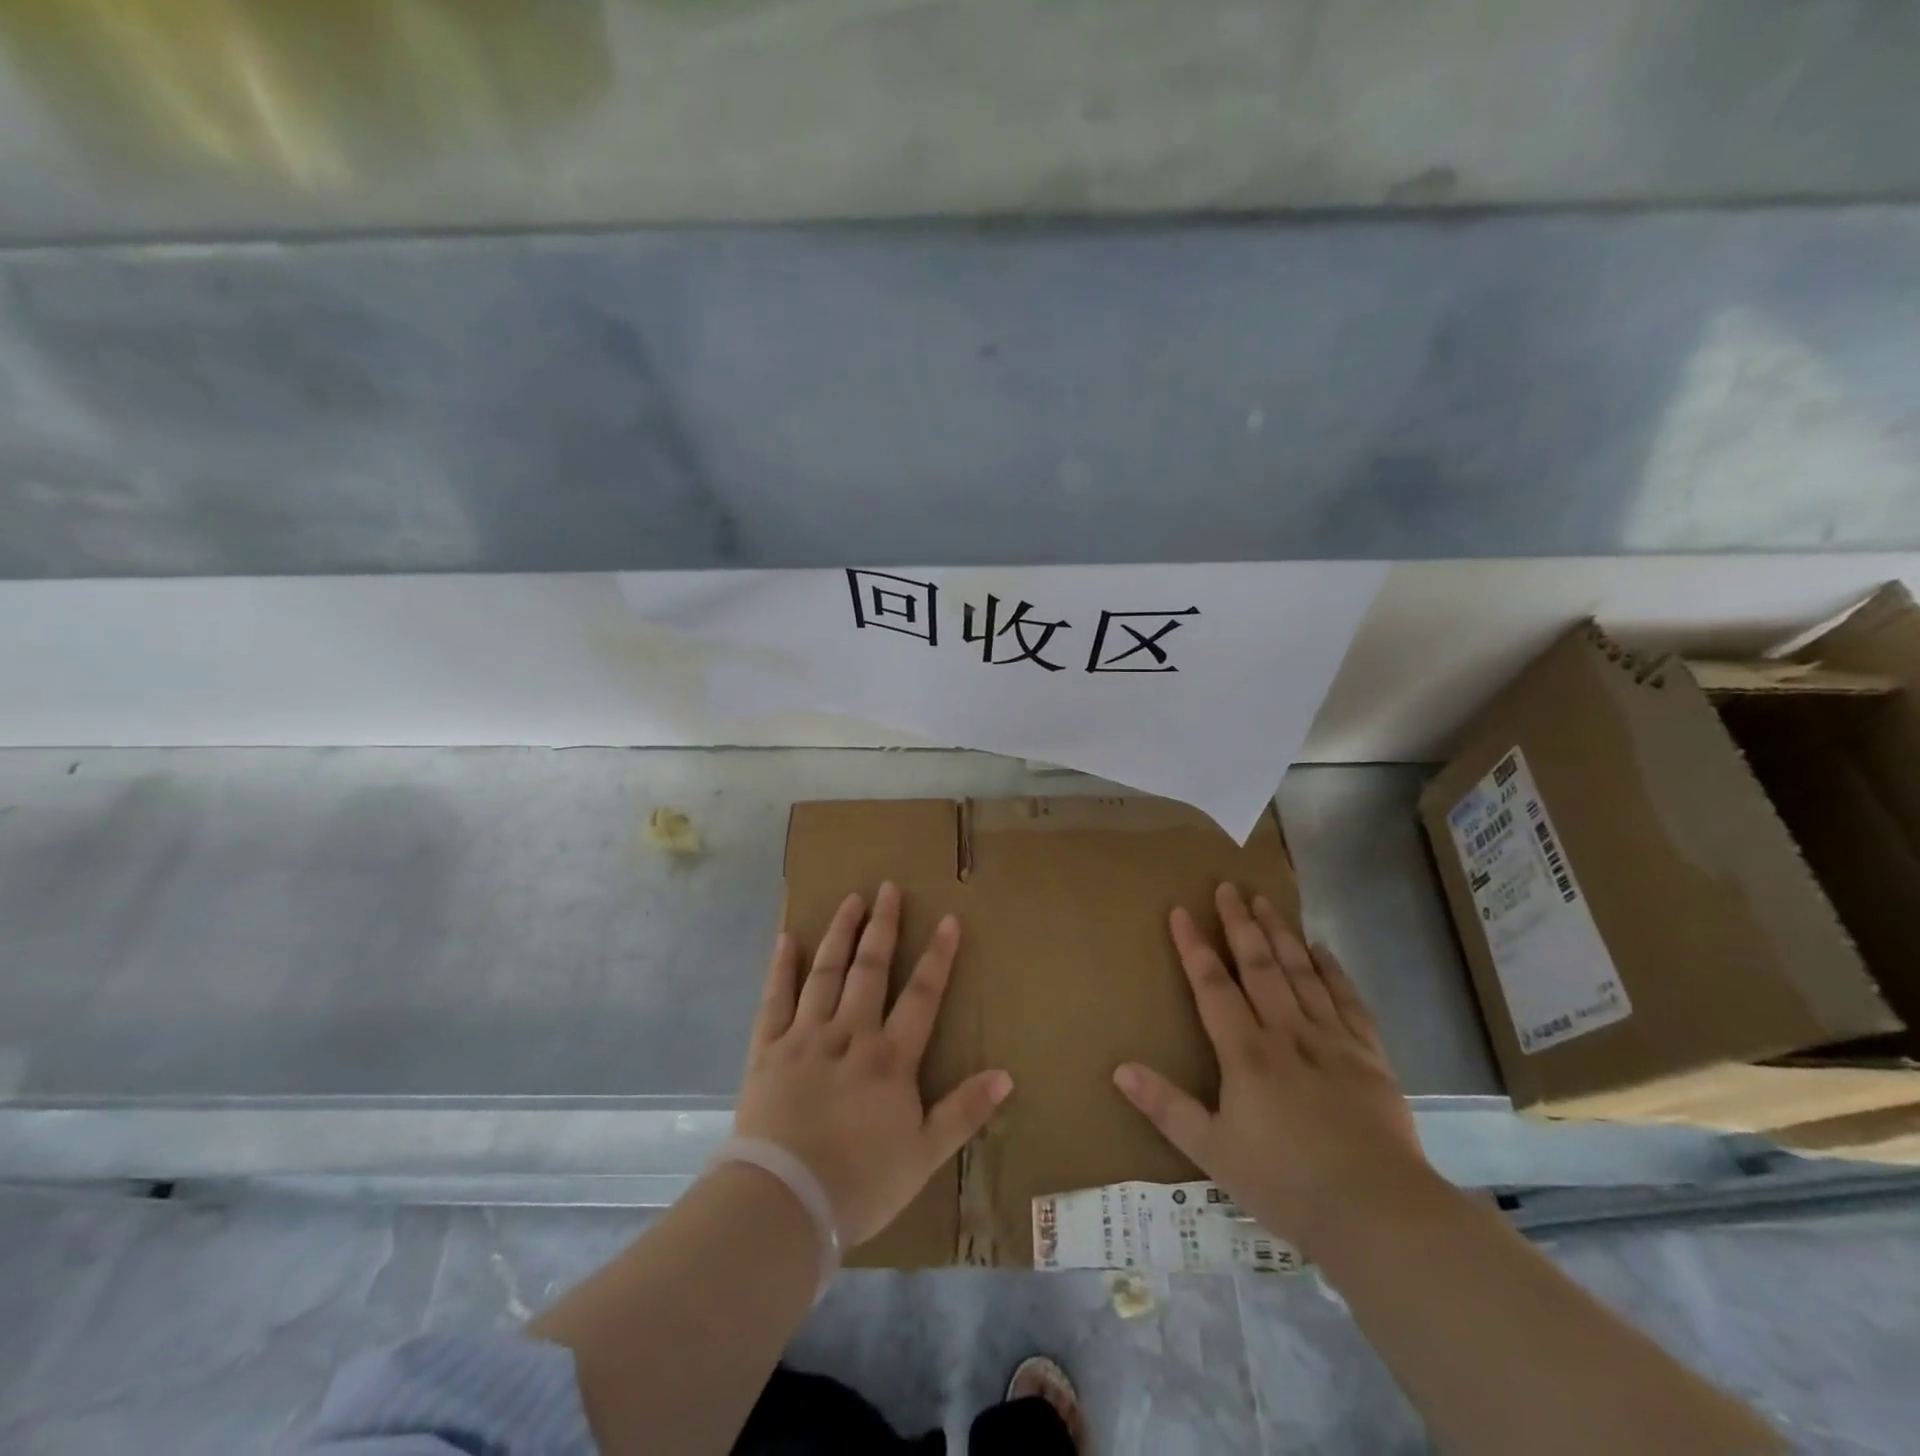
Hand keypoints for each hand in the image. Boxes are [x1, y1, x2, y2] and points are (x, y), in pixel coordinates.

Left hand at [735, 883, 1013, 1247]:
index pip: (922, 995)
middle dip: (882, 926)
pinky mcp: (767, 1049)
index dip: (937, 956)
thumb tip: (1007, 1074)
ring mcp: (805, 1037)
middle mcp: (850, 1034)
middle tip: (888, 887)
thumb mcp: (925, 1154)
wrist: (784, 1203)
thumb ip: (964, 1111)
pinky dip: (781, 968)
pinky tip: (786, 940)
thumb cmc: (861, 1182)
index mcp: (890, 1057)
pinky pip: (774, 999)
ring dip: (839, 934)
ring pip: (825, 973)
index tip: (947, 918)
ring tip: (850, 900)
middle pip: (870, 969)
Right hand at [1113, 883, 1432, 1252]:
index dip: (1194, 946)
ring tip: (1266, 900)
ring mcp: (1332, 1041)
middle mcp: (1288, 1033)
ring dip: (1281, 933)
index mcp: (1246, 1054)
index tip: (1181, 909)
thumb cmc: (1287, 1184)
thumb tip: (1119, 1068)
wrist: (1380, 1214)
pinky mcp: (1370, 1056)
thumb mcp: (1213, 1153)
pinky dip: (1333, 971)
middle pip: (1259, 965)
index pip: (1213, 985)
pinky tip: (1322, 949)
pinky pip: (1348, 1001)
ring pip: (1302, 973)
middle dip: (1240, 923)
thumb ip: (1166, 1107)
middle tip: (1228, 886)